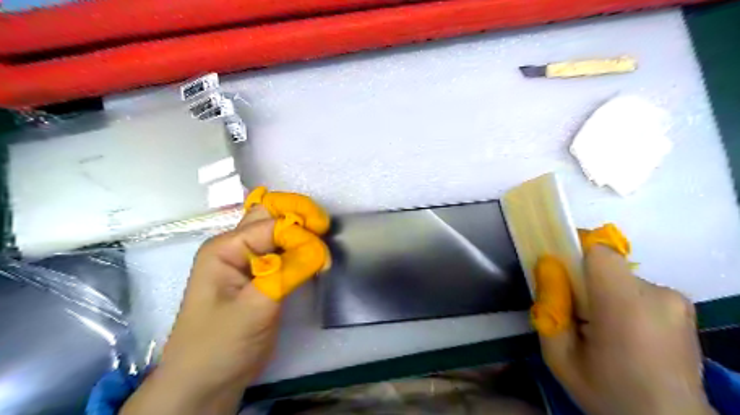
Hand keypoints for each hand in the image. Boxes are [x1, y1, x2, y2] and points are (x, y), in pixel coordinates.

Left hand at [122, 188, 328, 413]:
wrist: (207, 382)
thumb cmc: (220, 344)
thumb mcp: (254, 308)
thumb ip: (286, 273)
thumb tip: (318, 248)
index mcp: (226, 247)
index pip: (271, 225)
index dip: (299, 233)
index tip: (322, 255)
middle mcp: (237, 246)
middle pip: (272, 215)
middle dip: (301, 217)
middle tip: (325, 231)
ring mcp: (250, 260)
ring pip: (280, 231)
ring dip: (303, 233)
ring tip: (322, 249)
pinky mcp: (263, 275)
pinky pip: (285, 251)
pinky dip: (302, 250)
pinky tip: (314, 259)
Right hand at [539, 244, 717, 413]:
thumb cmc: (608, 393)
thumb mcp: (560, 357)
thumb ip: (549, 308)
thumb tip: (547, 267)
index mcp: (626, 307)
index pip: (598, 252)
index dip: (574, 251)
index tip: (556, 267)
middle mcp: (658, 295)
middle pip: (605, 264)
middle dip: (582, 279)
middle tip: (573, 311)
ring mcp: (676, 300)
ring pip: (619, 276)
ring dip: (601, 291)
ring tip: (598, 326)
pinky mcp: (683, 306)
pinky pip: (636, 287)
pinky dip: (620, 299)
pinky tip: (621, 330)